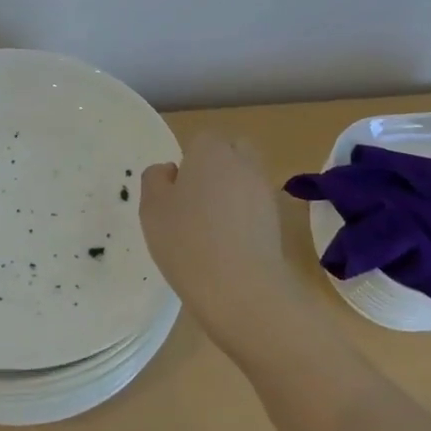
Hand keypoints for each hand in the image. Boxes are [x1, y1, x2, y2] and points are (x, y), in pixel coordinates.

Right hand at [139, 132, 309, 360]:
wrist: (241, 288)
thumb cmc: (187, 241)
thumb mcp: (152, 208)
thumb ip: (155, 179)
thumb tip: (170, 170)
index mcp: (210, 150)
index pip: (200, 141)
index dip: (188, 163)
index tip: (176, 193)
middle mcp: (243, 161)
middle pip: (231, 152)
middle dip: (217, 168)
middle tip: (196, 202)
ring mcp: (265, 190)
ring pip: (246, 179)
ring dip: (232, 193)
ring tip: (212, 228)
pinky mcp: (278, 219)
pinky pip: (256, 207)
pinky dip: (245, 217)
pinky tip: (230, 245)